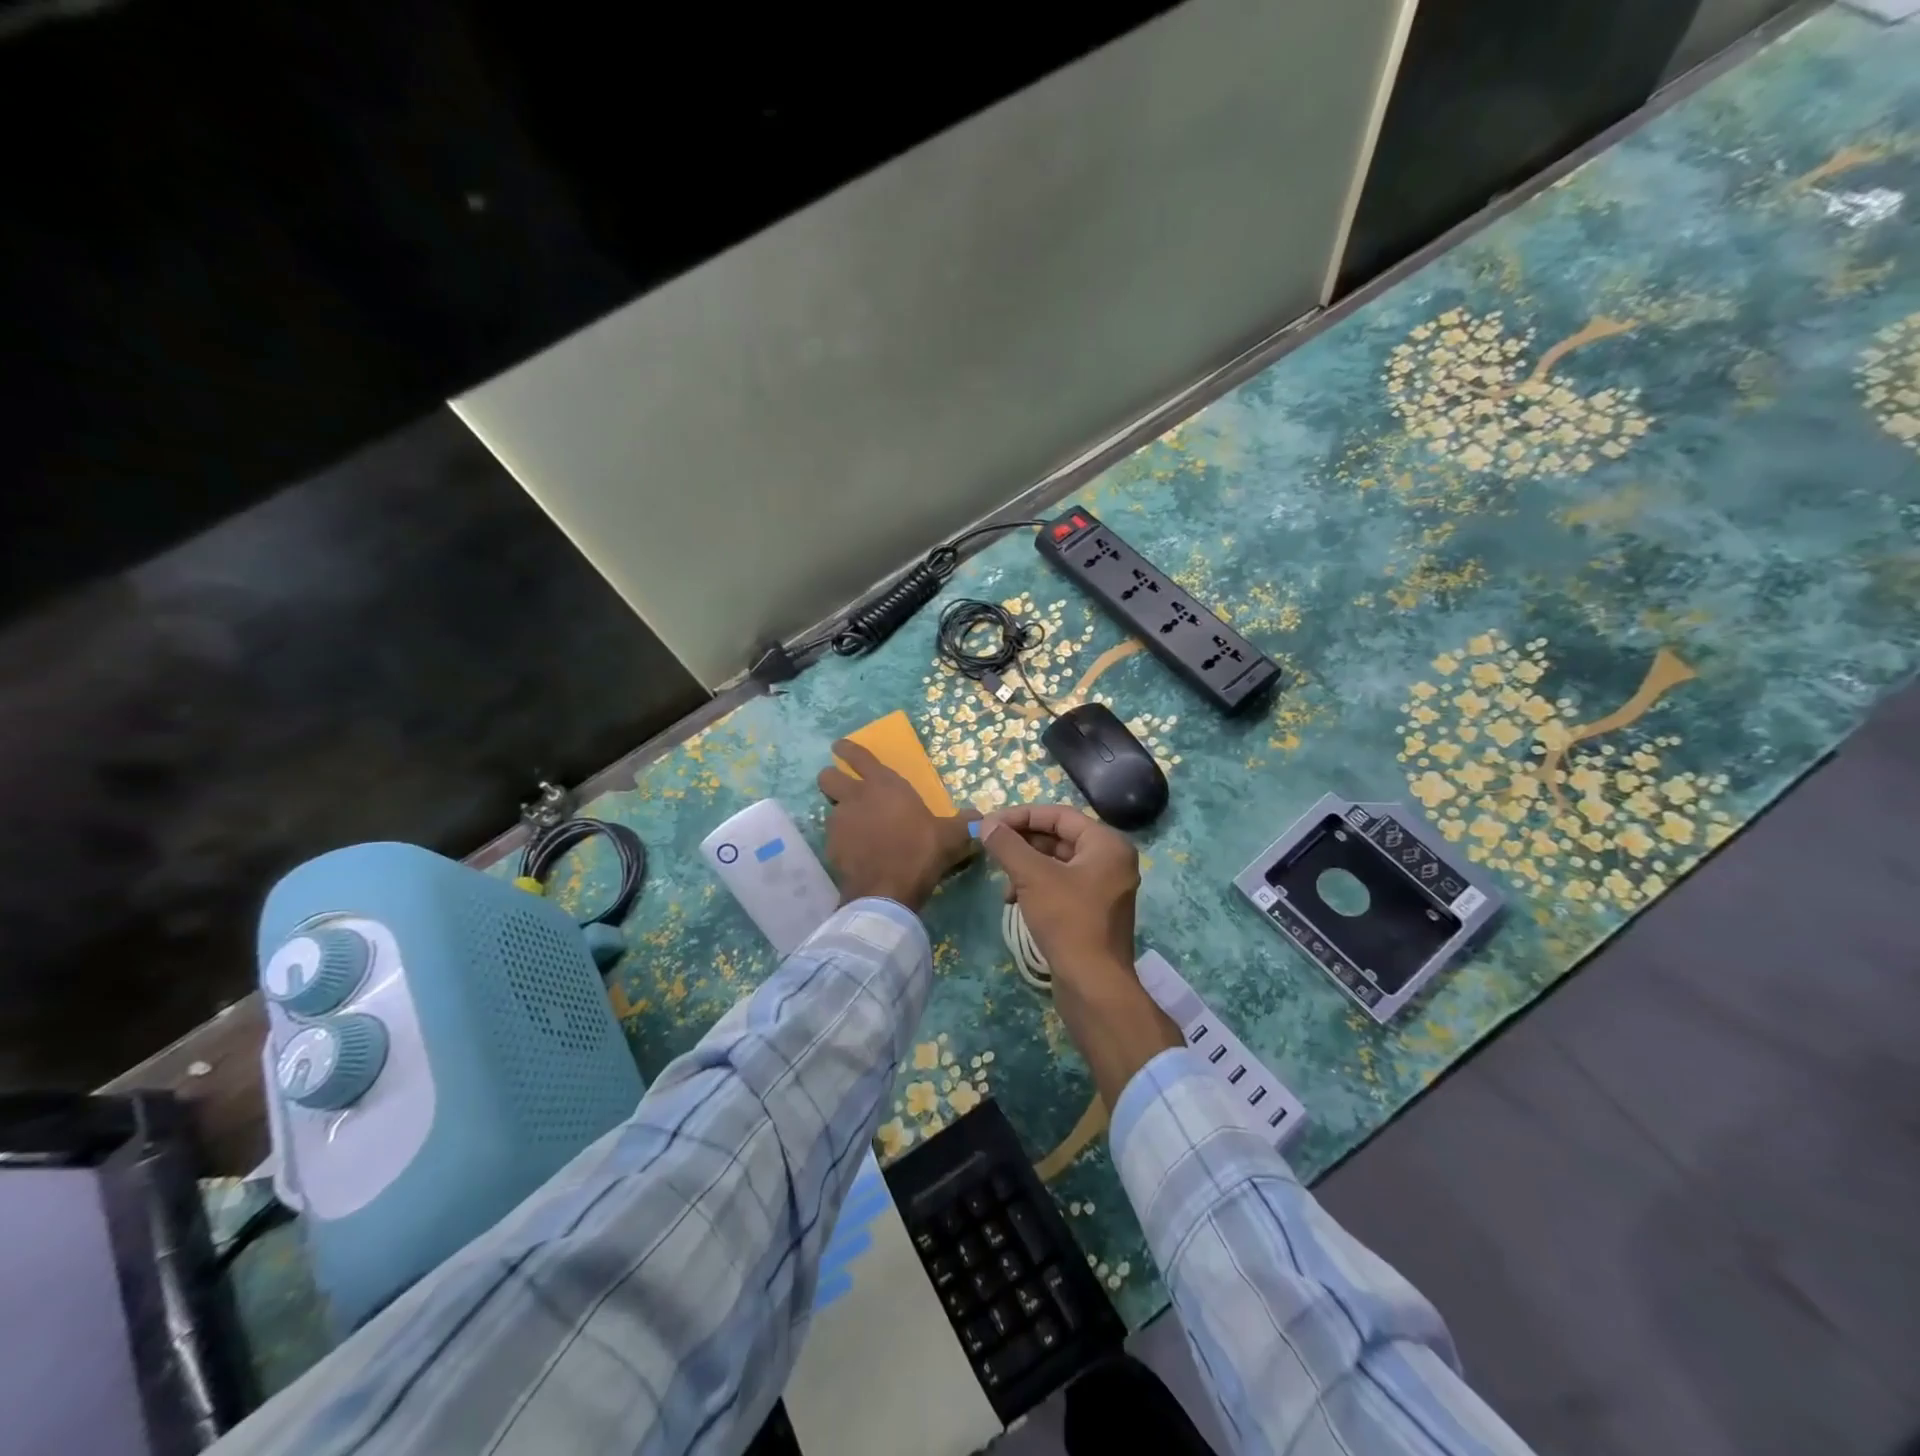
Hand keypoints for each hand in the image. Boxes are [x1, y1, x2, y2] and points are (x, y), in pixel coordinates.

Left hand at [817, 740, 978, 910]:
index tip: (839, 747)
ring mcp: (839, 822)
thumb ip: (964, 823)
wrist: (887, 891)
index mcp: (884, 784)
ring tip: (857, 829)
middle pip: (828, 777)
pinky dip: (842, 842)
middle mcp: (856, 797)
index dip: (847, 749)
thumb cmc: (920, 852)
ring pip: (830, 809)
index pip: (858, 756)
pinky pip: (833, 837)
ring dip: (840, 814)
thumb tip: (980, 818)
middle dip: (832, 779)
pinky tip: (857, 854)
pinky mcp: (830, 847)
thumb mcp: (950, 836)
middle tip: (843, 788)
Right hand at [976, 804, 1139, 975]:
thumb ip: (1008, 845)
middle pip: (1059, 837)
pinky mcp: (1093, 911)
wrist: (1093, 985)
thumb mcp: (1032, 877)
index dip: (1022, 816)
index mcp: (1107, 844)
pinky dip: (1037, 886)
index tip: (991, 824)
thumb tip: (987, 824)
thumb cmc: (1068, 921)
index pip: (1059, 815)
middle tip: (991, 847)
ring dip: (1026, 866)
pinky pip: (1061, 885)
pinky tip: (1014, 900)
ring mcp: (1104, 888)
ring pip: (1058, 863)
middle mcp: (1111, 860)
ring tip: (1003, 882)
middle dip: (1023, 842)